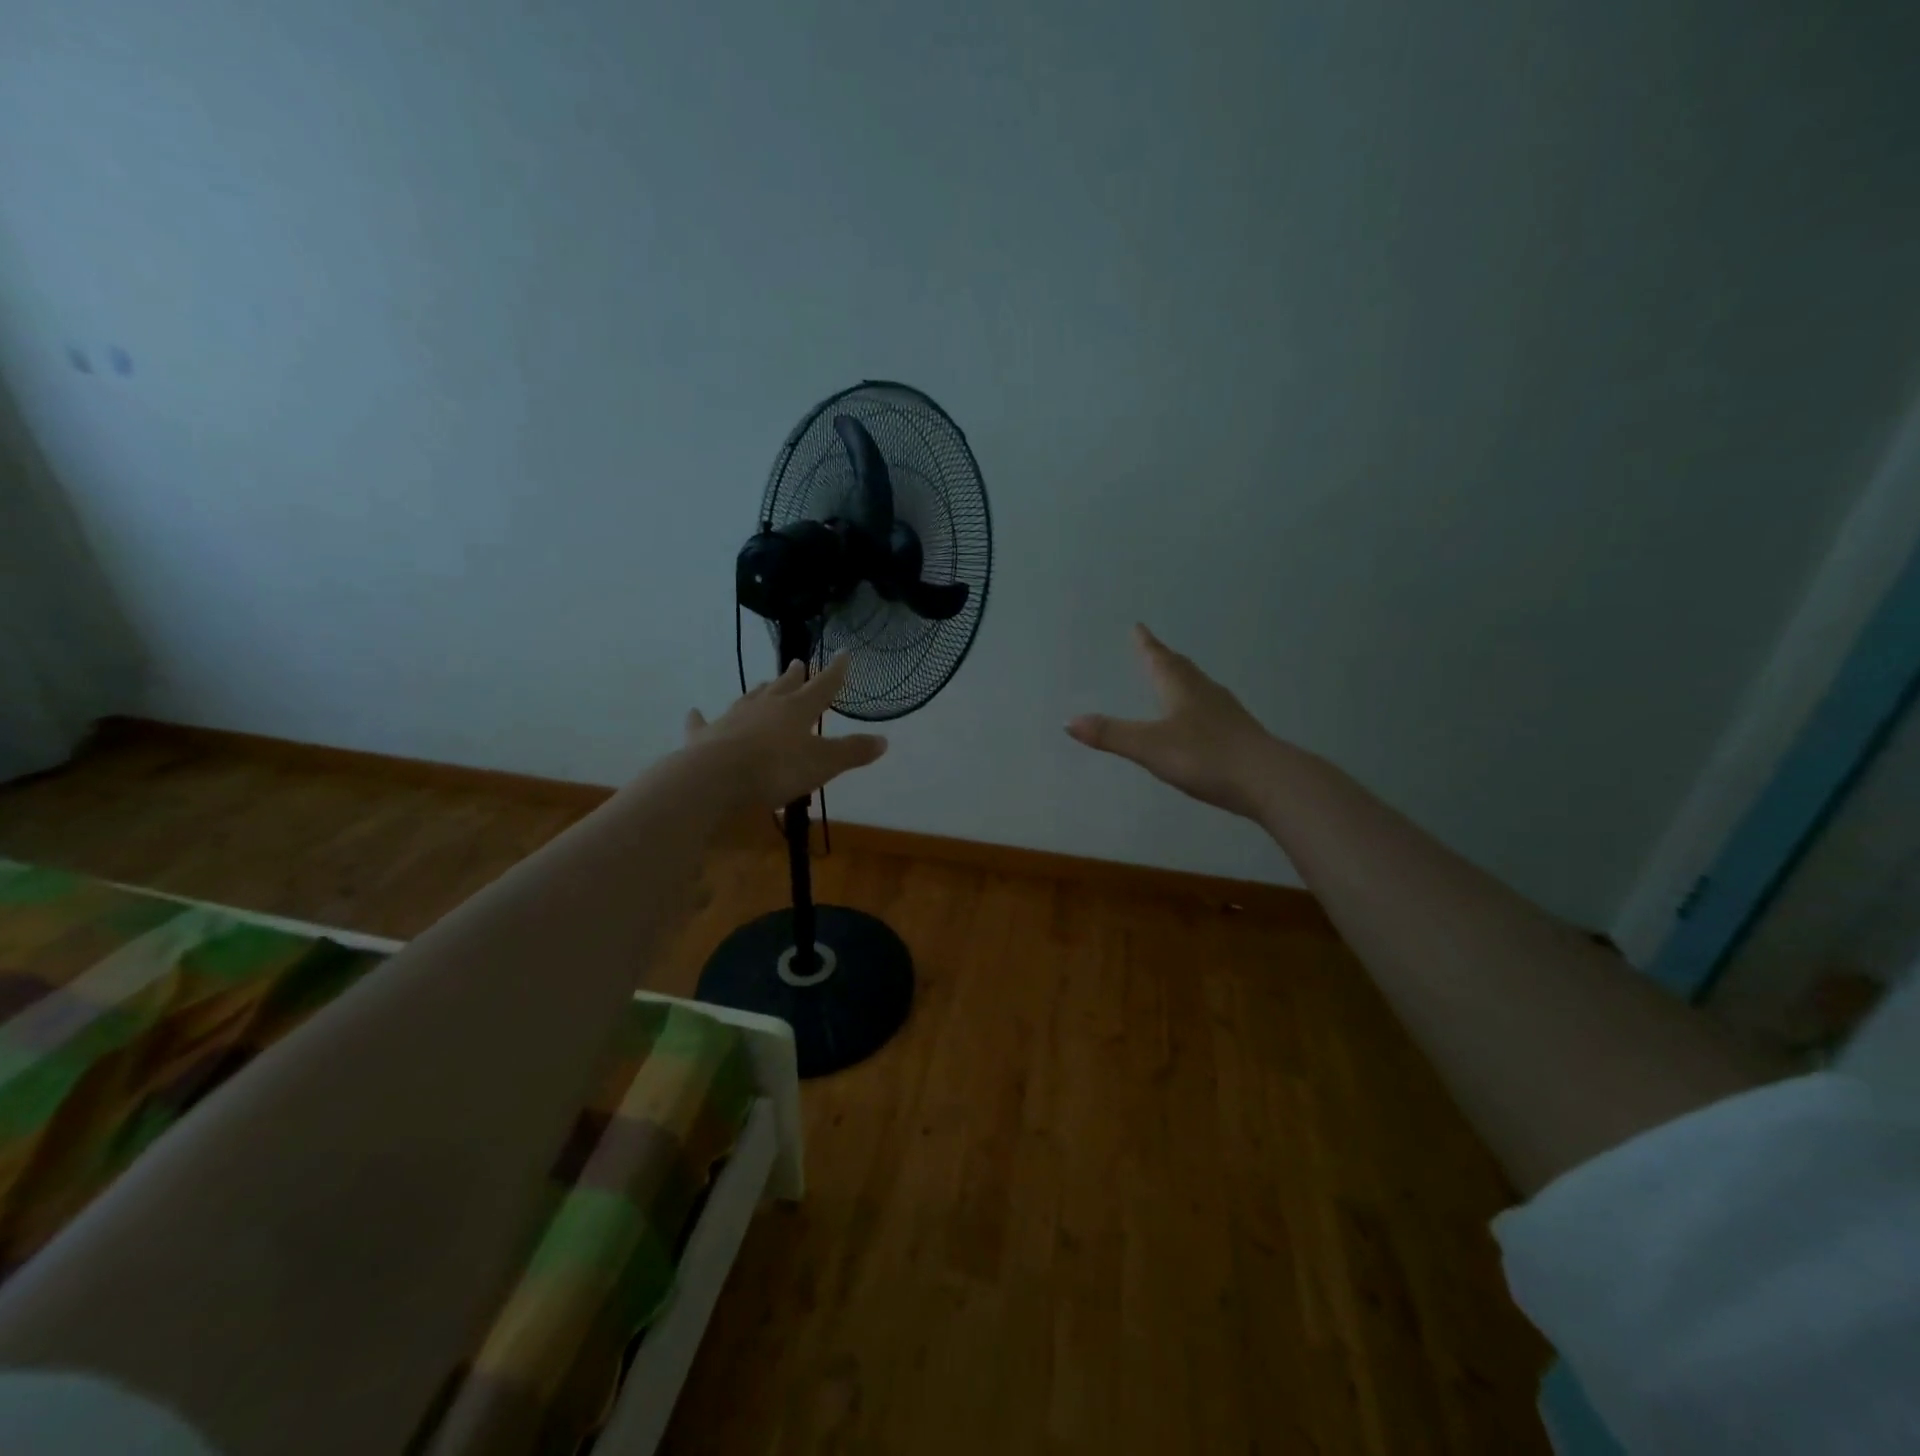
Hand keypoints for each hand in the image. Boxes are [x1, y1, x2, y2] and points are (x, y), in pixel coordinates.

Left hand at [685, 654, 887, 809]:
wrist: (717, 778)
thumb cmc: (777, 769)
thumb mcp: (824, 763)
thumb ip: (852, 751)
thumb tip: (884, 740)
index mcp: (797, 710)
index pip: (822, 687)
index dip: (835, 672)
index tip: (842, 654)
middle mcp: (766, 707)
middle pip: (783, 687)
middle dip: (794, 676)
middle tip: (798, 663)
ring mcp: (732, 718)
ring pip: (749, 699)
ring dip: (759, 691)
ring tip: (764, 683)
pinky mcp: (705, 736)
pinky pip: (703, 723)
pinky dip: (700, 717)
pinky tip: (695, 711)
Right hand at [1067, 624, 1277, 819]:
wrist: (1267, 780)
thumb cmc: (1205, 756)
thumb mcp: (1150, 747)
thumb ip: (1111, 734)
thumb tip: (1068, 721)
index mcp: (1181, 688)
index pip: (1159, 659)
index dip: (1146, 644)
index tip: (1138, 627)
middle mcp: (1204, 692)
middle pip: (1181, 668)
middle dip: (1164, 658)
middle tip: (1153, 648)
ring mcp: (1226, 712)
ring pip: (1199, 687)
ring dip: (1183, 679)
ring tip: (1174, 678)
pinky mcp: (1239, 734)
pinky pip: (1212, 709)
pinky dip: (1198, 704)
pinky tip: (1200, 719)